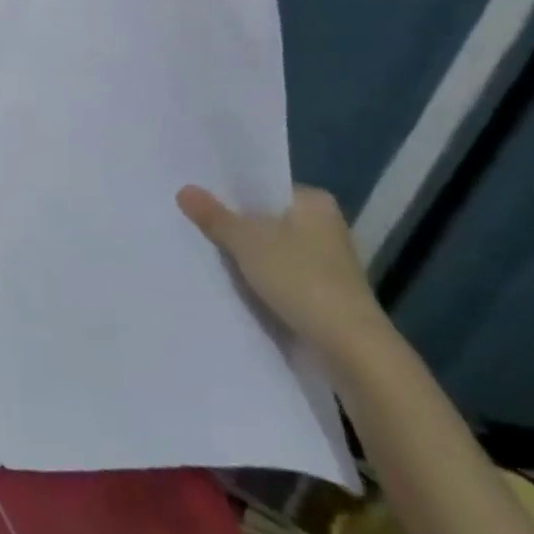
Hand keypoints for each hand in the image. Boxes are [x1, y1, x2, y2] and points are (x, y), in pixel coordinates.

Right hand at [176, 183, 393, 362]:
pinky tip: (231, 279)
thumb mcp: (246, 241)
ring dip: (245, 252)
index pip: (264, 187)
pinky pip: (280, 273)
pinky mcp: (323, 291)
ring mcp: (326, 261)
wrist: (348, 347)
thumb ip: (214, 215)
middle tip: (192, 221)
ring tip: (204, 249)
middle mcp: (325, 226)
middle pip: (266, 217)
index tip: (198, 196)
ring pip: (271, 247)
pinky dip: (259, 275)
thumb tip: (184, 189)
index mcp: (315, 202)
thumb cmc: (300, 278)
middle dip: (234, 223)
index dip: (230, 191)